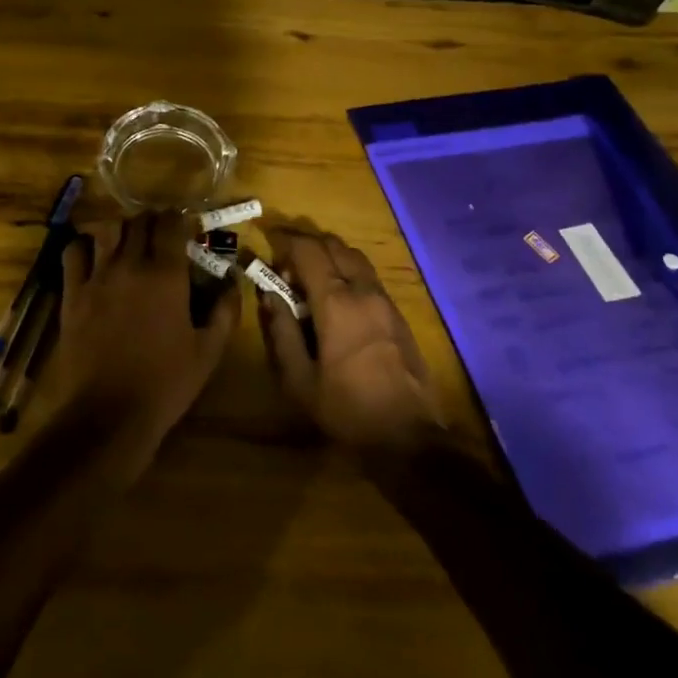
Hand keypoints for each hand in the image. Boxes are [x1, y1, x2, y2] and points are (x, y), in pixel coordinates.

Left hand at [56, 212, 238, 460]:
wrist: (109, 415)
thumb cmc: (165, 384)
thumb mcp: (208, 352)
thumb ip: (225, 311)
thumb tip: (233, 281)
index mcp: (166, 275)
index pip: (171, 223)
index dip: (180, 219)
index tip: (186, 227)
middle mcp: (131, 265)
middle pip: (140, 221)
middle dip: (153, 222)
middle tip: (160, 236)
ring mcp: (97, 277)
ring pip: (108, 229)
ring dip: (121, 229)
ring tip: (128, 242)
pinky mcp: (72, 293)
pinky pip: (74, 252)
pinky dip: (84, 246)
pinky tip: (93, 258)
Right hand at [257, 227, 443, 455]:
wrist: (408, 437)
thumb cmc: (347, 409)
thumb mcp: (299, 380)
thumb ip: (281, 332)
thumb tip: (269, 295)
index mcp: (336, 303)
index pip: (309, 251)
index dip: (286, 241)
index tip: (269, 244)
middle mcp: (363, 291)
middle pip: (334, 245)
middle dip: (307, 244)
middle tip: (286, 263)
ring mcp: (385, 300)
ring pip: (354, 256)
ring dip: (329, 255)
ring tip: (310, 278)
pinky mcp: (398, 313)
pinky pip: (368, 274)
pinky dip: (347, 270)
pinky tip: (336, 296)